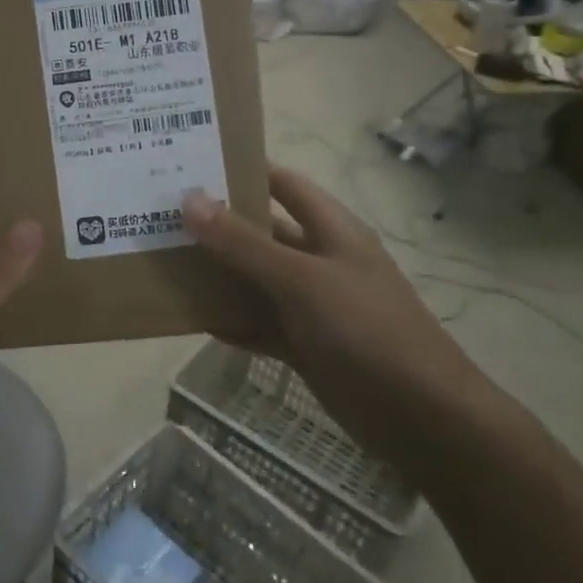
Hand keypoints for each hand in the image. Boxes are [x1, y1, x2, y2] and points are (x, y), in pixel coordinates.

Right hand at [183, 165, 479, 462]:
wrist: (421, 417)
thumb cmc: (366, 330)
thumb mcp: (300, 279)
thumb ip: (243, 243)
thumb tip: (189, 198)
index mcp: (330, 229)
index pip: (281, 184)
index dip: (242, 169)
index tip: (189, 165)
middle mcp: (319, 259)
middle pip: (262, 232)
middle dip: (217, 225)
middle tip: (160, 216)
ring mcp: (312, 304)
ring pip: (255, 280)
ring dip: (218, 275)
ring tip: (163, 262)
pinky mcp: (305, 343)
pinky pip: (259, 323)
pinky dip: (231, 321)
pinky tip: (192, 318)